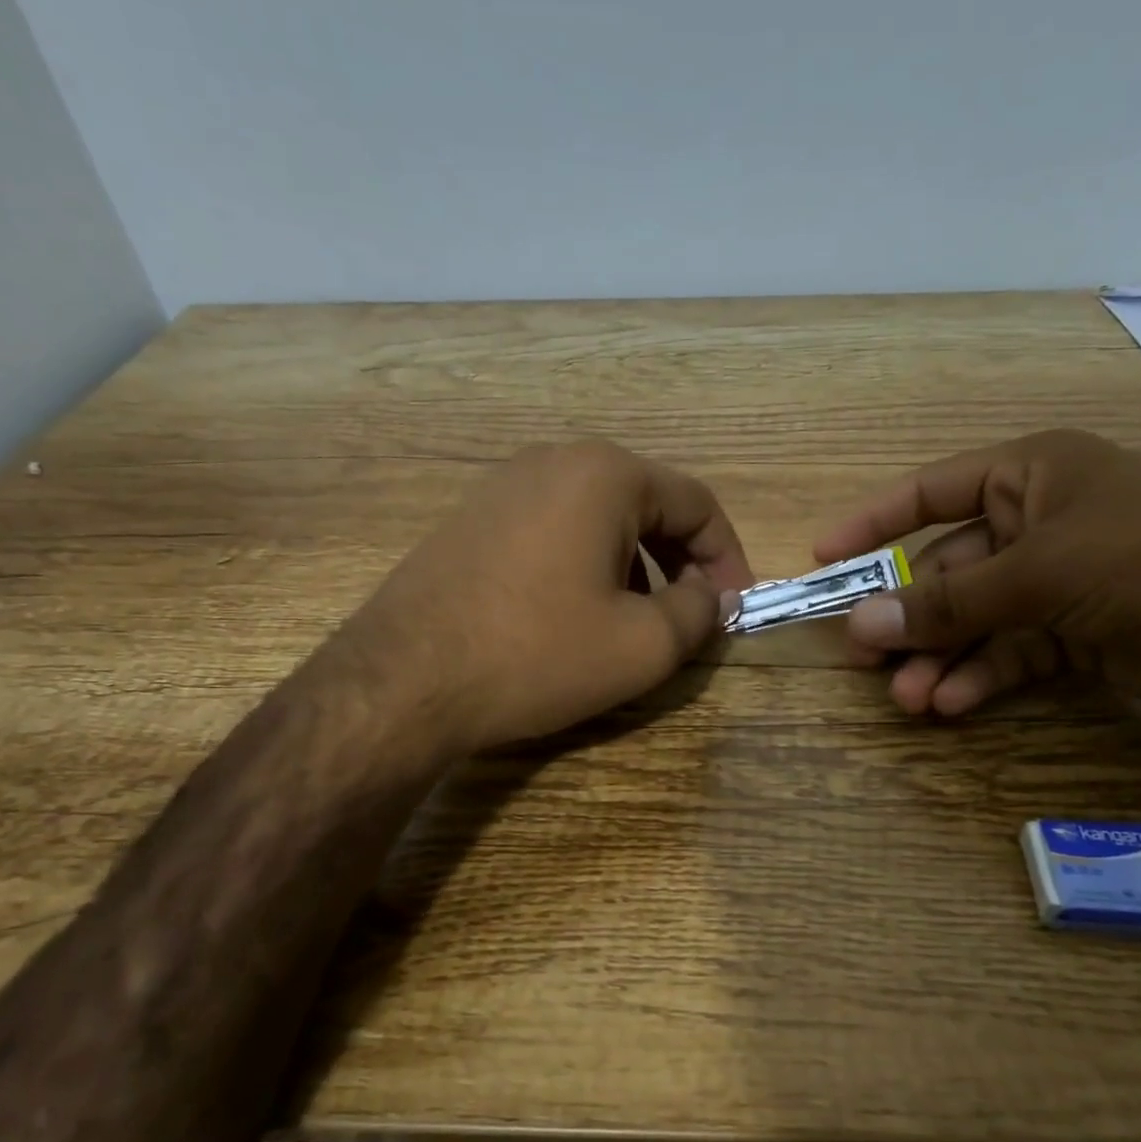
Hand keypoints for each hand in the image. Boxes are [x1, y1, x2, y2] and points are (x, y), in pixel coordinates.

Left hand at [348, 441, 754, 753]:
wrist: (403, 680)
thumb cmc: (537, 654)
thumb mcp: (642, 645)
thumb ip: (698, 612)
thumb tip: (711, 597)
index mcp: (605, 474)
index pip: (697, 504)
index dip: (728, 558)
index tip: (736, 608)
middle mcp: (554, 461)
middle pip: (647, 506)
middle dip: (680, 564)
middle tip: (689, 619)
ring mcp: (504, 486)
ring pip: (599, 520)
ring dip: (634, 568)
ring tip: (632, 624)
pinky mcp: (472, 519)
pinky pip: (554, 532)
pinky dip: (585, 567)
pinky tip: (574, 617)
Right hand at [813, 429, 1140, 723]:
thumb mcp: (1042, 572)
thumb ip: (949, 603)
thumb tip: (859, 624)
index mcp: (1030, 476)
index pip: (931, 491)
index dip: (874, 524)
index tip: (823, 559)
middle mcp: (1040, 523)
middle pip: (950, 569)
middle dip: (910, 616)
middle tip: (864, 656)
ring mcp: (1062, 582)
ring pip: (977, 620)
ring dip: (941, 658)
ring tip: (907, 698)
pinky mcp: (1082, 635)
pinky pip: (1012, 653)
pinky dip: (981, 678)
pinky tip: (950, 704)